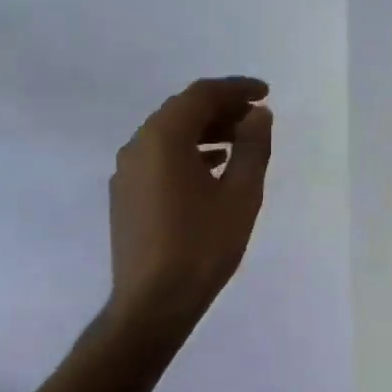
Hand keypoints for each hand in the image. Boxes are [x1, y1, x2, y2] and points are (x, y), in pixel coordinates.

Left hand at [108, 76, 272, 336]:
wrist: (153, 303)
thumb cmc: (203, 245)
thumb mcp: (241, 194)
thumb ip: (253, 147)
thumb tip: (258, 114)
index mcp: (163, 138)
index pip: (201, 95)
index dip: (236, 89)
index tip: (266, 93)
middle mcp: (138, 146)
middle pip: (182, 110)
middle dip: (221, 108)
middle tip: (256, 117)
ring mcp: (127, 171)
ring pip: (169, 134)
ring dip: (205, 130)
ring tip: (240, 142)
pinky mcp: (126, 194)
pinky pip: (159, 157)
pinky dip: (188, 152)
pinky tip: (213, 168)